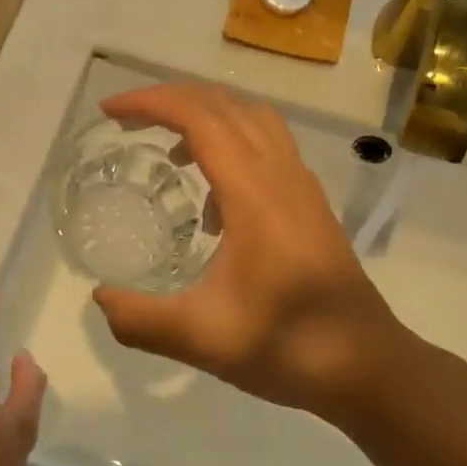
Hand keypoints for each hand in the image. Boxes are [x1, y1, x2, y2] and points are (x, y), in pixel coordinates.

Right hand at [91, 84, 410, 421]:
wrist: (366, 365)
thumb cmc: (288, 346)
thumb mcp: (202, 339)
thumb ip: (140, 320)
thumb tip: (100, 298)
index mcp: (254, 192)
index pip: (198, 117)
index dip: (149, 103)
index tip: (108, 112)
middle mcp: (281, 174)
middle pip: (225, 105)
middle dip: (171, 101)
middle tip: (127, 121)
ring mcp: (302, 187)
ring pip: (252, 120)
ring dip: (206, 119)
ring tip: (168, 152)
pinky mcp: (311, 205)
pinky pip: (268, 149)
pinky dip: (231, 148)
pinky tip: (212, 206)